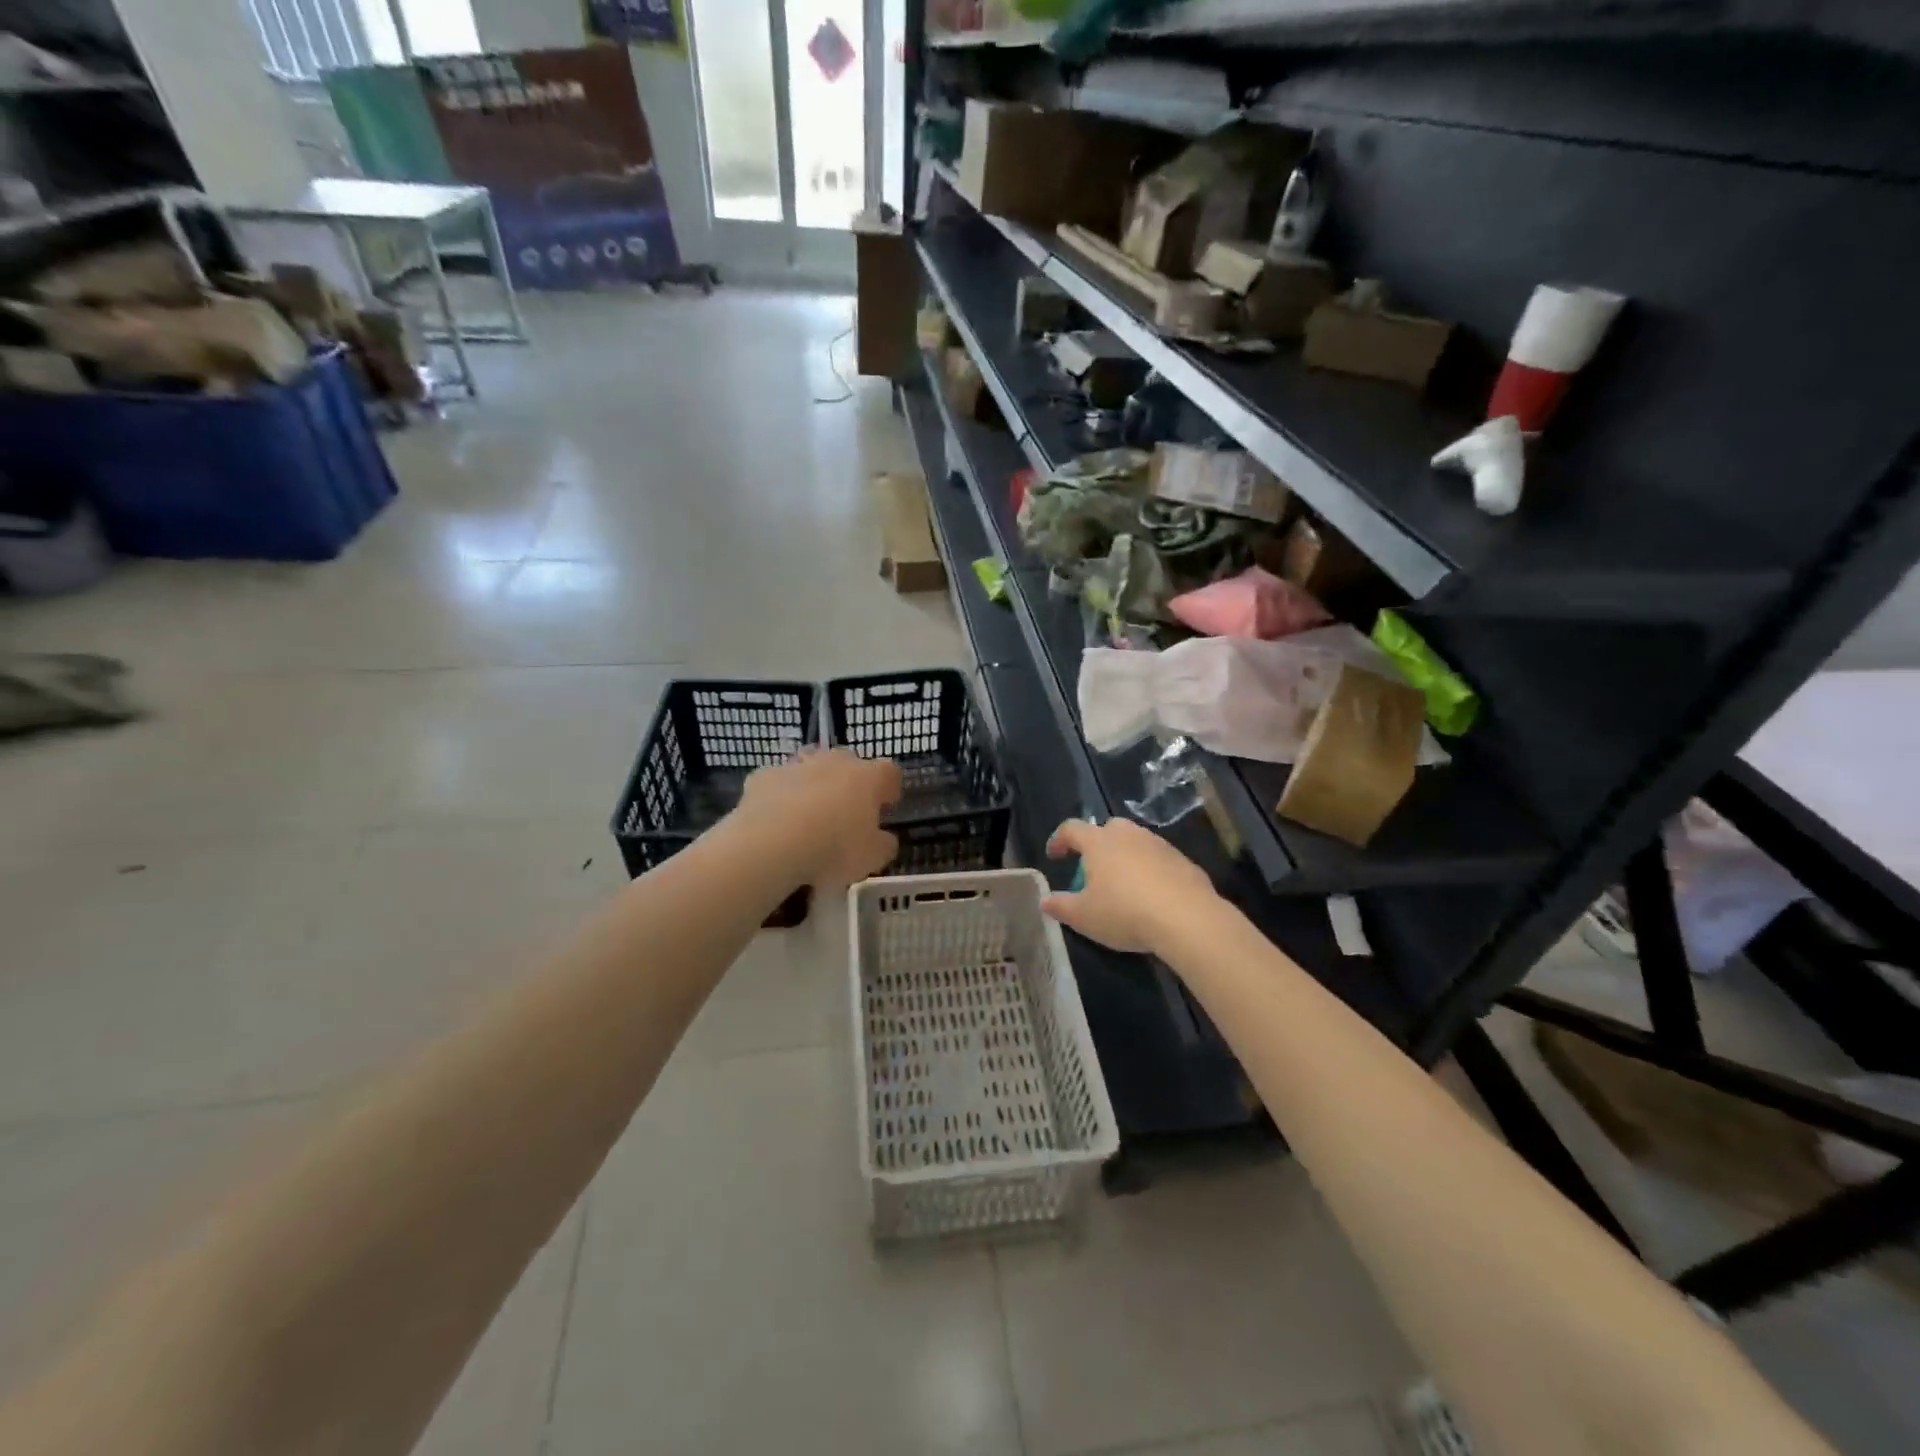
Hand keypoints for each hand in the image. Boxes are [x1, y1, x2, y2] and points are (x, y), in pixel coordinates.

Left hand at [733, 748, 902, 886]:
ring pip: (811, 768)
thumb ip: (884, 844)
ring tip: (809, 816)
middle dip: (849, 784)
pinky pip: (779, 782)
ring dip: (814, 785)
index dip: (889, 789)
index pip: (889, 772)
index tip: (885, 807)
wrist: (771, 844)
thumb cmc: (834, 849)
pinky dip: (780, 796)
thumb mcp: (873, 858)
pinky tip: (776, 820)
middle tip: (845, 814)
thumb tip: (884, 838)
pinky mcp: (764, 776)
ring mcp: (797, 765)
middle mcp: (835, 762)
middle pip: (849, 764)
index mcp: (868, 778)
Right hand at [1042, 818, 1218, 954]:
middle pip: (1108, 828)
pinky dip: (1150, 870)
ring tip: (1123, 884)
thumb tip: (1044, 899)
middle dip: (1097, 843)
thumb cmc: (1125, 912)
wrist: (1187, 918)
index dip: (1059, 840)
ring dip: (1125, 856)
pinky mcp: (1183, 860)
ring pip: (1136, 842)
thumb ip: (1060, 906)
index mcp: (1099, 842)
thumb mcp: (1083, 916)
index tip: (1054, 855)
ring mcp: (1158, 845)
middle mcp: (1128, 835)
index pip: (1071, 829)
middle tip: (1093, 868)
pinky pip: (1158, 859)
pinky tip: (1151, 895)